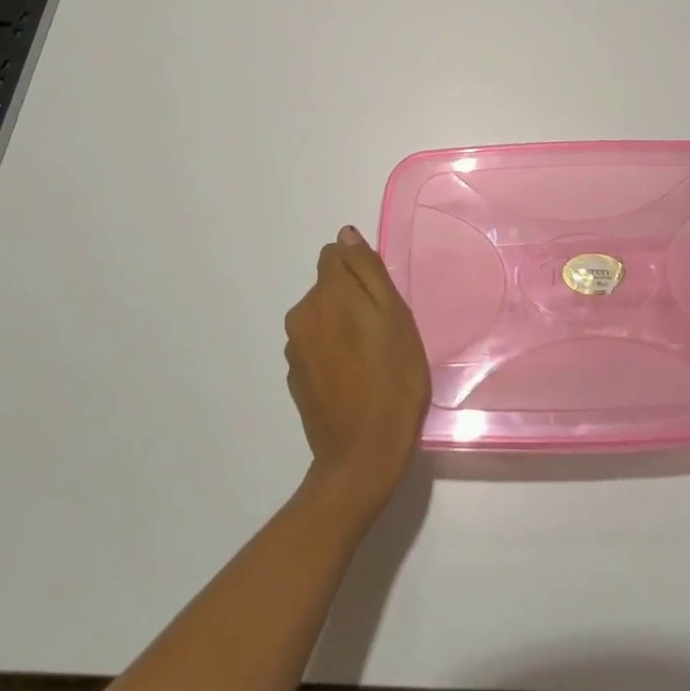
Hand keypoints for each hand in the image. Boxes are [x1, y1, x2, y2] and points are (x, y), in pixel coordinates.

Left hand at [283, 227, 429, 520]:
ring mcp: (294, 348)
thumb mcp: (395, 315)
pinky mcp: (294, 377)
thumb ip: (368, 270)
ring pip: (322, 317)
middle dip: (352, 298)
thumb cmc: (393, 379)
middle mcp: (302, 314)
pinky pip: (316, 346)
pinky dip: (332, 352)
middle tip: (384, 332)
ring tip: (371, 359)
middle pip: (328, 286)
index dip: (360, 270)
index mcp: (327, 293)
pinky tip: (354, 379)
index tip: (381, 299)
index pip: (335, 254)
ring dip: (341, 325)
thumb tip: (346, 235)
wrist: (363, 455)